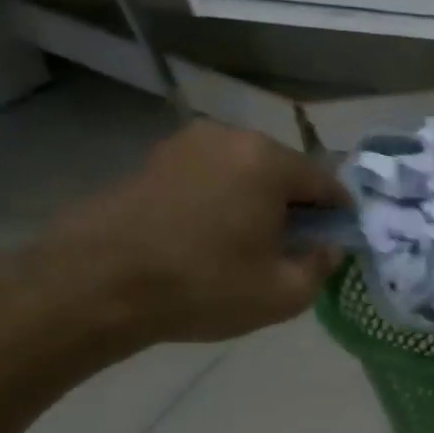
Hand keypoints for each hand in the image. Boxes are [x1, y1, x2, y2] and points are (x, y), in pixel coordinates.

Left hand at [43, 122, 348, 342]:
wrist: (93, 286)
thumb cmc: (203, 286)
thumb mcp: (284, 293)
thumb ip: (322, 266)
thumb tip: (329, 247)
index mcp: (269, 161)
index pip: (327, 184)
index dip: (340, 217)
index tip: (337, 244)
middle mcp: (231, 138)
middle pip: (285, 173)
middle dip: (297, 207)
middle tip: (292, 249)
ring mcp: (186, 144)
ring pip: (246, 173)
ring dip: (257, 203)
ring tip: (249, 246)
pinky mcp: (153, 160)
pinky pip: (210, 177)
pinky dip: (222, 201)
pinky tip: (210, 238)